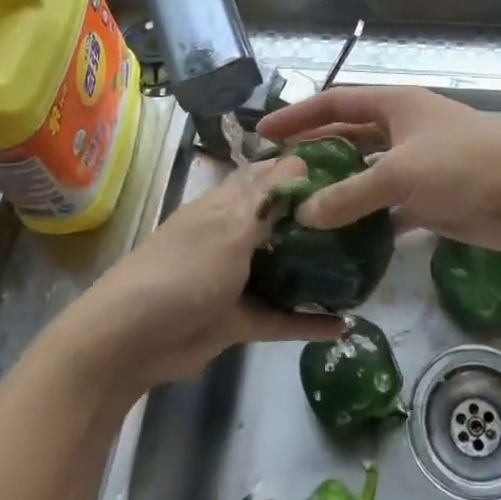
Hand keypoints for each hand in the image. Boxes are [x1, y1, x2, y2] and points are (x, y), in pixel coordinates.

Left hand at [55, 156, 342, 393]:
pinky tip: (343, 325)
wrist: (130, 340)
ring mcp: (235, 277)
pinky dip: (307, 321)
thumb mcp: (230, 226)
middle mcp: (235, 234)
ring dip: (317, 270)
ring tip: (364, 268)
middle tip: (370, 220)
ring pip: (285, 268)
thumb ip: (269, 199)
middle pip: (284, 222)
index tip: (350, 168)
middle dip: (320, 221)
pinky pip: (280, 316)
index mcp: (228, 204)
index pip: (272, 176)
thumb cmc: (184, 269)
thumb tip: (302, 160)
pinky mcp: (237, 317)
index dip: (307, 170)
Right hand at [256, 87, 500, 255]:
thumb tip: (303, 213)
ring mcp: (421, 163)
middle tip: (279, 176)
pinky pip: (388, 204)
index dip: (299, 115)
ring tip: (303, 209)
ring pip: (369, 173)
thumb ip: (348, 194)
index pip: (337, 102)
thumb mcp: (399, 174)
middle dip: (317, 153)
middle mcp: (406, 128)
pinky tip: (343, 238)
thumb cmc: (463, 166)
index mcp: (398, 105)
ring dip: (341, 189)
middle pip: (351, 136)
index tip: (264, 132)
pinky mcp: (432, 196)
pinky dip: (367, 218)